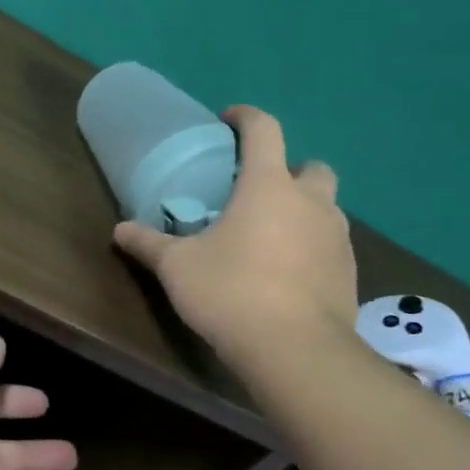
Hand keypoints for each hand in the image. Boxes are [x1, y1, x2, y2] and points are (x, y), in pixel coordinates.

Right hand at [114, 105, 357, 371]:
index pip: (265, 130)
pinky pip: (331, 245)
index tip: (229, 121)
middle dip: (289, 170)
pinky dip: (312, 247)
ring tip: (269, 237)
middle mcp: (311, 202)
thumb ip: (149, 244)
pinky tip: (287, 274)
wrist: (297, 352)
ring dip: (303, 210)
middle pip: (311, 167)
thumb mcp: (178, 267)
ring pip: (326, 208)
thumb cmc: (231, 292)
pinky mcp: (350, 273)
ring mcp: (337, 238)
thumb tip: (119, 230)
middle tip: (257, 192)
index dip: (246, 118)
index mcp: (269, 186)